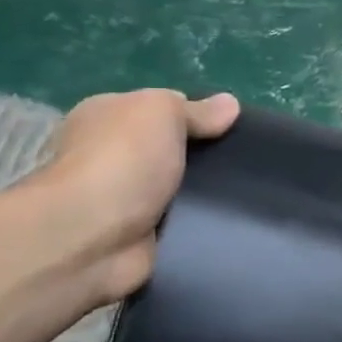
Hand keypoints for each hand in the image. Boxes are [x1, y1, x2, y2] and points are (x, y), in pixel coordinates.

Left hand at [27, 89, 239, 304]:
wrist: (91, 237)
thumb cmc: (123, 160)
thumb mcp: (162, 112)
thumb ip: (196, 110)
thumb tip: (230, 104)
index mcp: (107, 116)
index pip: (160, 111)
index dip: (197, 116)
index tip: (234, 128)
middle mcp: (110, 155)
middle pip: (172, 150)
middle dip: (206, 157)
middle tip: (246, 163)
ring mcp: (123, 199)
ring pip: (181, 189)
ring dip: (206, 194)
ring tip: (250, 193)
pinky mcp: (139, 236)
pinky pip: (181, 224)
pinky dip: (200, 225)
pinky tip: (229, 222)